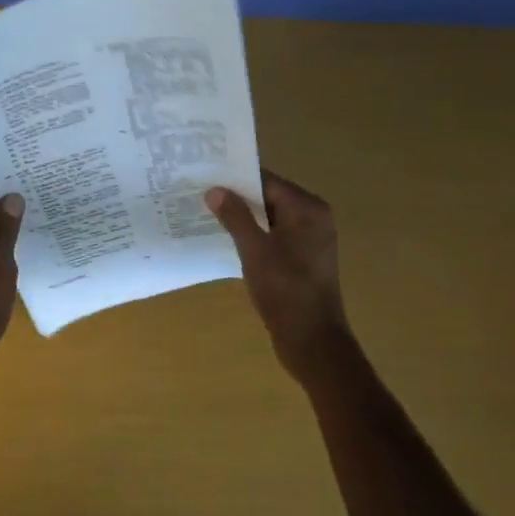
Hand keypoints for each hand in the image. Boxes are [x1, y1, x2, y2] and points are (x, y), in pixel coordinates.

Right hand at [206, 170, 354, 380]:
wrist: (312, 340)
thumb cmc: (285, 290)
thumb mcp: (255, 250)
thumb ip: (235, 216)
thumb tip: (215, 190)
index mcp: (308, 209)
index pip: (267, 181)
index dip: (236, 178)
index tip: (205, 175)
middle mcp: (314, 218)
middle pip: (269, 198)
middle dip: (237, 198)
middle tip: (200, 194)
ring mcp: (310, 241)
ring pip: (270, 219)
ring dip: (243, 218)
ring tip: (207, 214)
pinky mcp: (303, 260)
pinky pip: (274, 237)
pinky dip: (254, 236)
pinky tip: (227, 240)